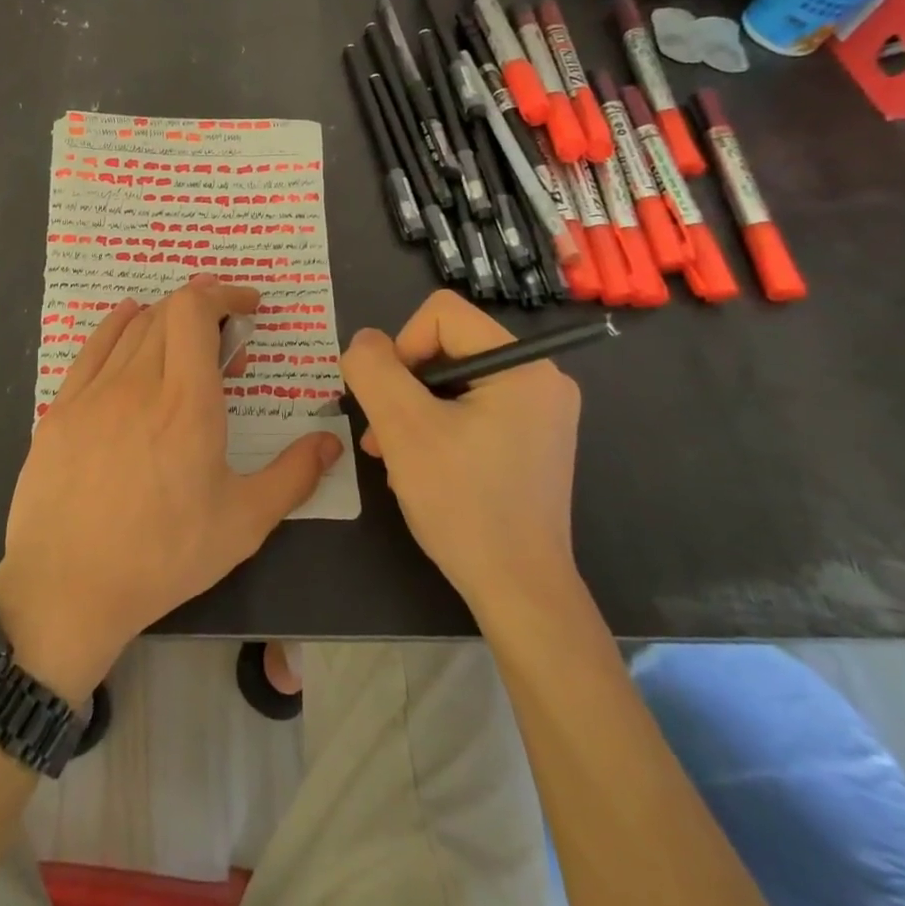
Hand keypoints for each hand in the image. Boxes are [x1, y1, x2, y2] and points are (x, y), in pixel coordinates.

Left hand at [0, 278, 341, 702]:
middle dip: (203, 310)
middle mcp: (138, 382)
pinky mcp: (61, 408)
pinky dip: (117, 324)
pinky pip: (92, 347)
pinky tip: (128, 321)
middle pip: (167, 313)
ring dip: (165, 319)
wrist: (67, 586)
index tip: (248, 306)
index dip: (223, 294)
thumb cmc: (163, 556)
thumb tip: (330, 443)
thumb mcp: (242, 523)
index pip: (196, 311)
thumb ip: (293, 476)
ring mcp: (94, 392)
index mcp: (187, 402)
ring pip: (132, 327)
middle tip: (225, 341)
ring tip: (185, 339)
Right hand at [341, 290, 580, 612]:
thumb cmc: (463, 503)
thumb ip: (373, 370)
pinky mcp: (532, 440)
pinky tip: (420, 465)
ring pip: (454, 381)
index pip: (441, 314)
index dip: (401, 347)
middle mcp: (541, 378)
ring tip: (392, 454)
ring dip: (414, 410)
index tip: (391, 401)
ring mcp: (540, 412)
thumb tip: (364, 341)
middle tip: (382, 435)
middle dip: (404, 387)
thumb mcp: (403, 429)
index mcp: (523, 365)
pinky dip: (438, 427)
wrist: (518, 591)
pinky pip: (471, 409)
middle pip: (447, 347)